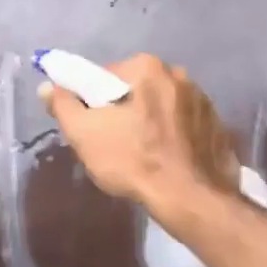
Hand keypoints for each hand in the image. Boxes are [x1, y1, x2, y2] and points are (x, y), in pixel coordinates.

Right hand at [39, 54, 238, 208]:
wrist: (191, 199)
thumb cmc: (134, 160)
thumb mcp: (85, 134)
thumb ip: (63, 105)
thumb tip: (48, 86)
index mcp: (148, 67)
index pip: (106, 76)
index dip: (93, 101)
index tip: (93, 126)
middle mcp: (179, 74)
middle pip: (136, 89)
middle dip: (124, 111)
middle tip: (114, 143)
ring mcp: (204, 100)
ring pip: (162, 107)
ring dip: (150, 123)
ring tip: (143, 156)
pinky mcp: (218, 126)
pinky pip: (185, 125)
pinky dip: (174, 137)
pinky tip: (168, 162)